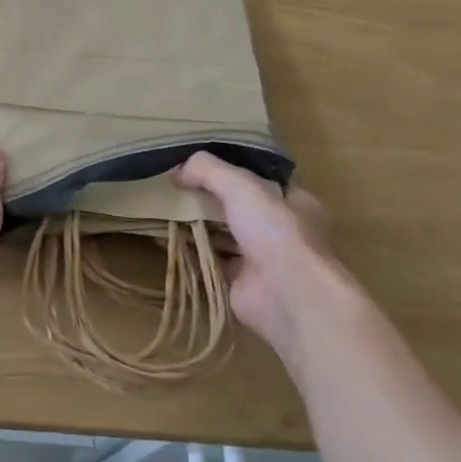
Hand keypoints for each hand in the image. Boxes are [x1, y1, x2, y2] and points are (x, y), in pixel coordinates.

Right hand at [176, 153, 337, 369]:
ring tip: (166, 209)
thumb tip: (176, 170)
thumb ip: (208, 170)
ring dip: (200, 226)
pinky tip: (167, 240)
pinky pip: (212, 262)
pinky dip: (192, 254)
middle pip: (240, 208)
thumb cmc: (276, 231)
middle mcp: (281, 231)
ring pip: (225, 236)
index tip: (202, 164)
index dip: (235, 169)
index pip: (262, 180)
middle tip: (178, 186)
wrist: (288, 297)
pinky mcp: (242, 285)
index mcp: (295, 203)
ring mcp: (263, 260)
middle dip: (211, 199)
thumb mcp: (240, 185)